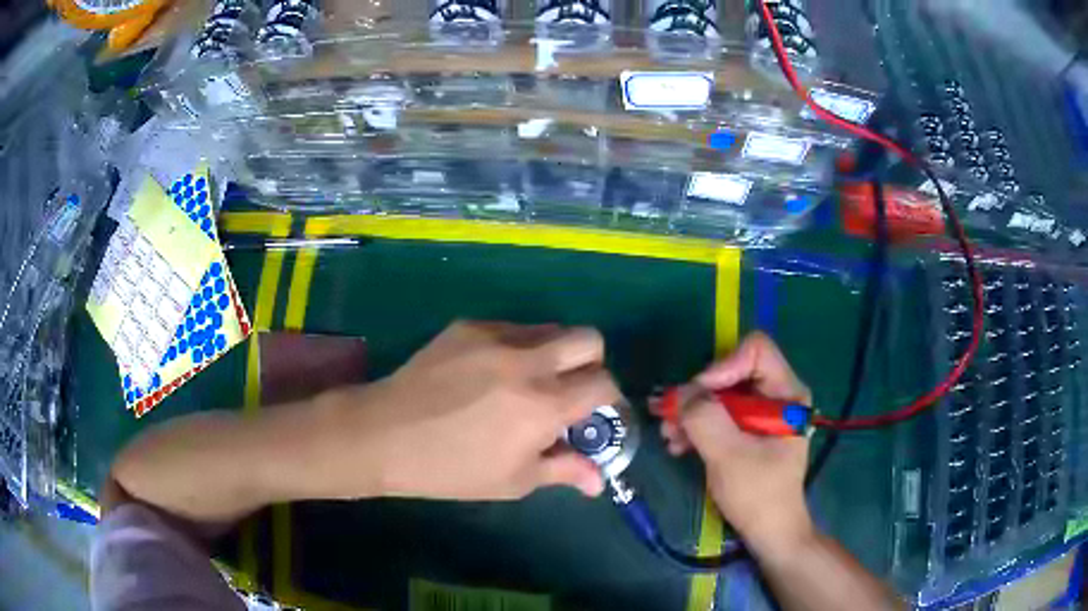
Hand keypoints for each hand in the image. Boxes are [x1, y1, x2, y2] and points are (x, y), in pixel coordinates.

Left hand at [325, 321, 618, 500]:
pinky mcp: (468, 326)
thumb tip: (600, 480)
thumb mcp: (513, 481)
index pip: (603, 384)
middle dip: (592, 363)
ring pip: (550, 328)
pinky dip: (517, 348)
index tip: (596, 414)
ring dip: (554, 353)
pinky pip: (511, 328)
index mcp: (543, 405)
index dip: (609, 399)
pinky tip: (488, 373)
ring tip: (527, 382)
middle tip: (570, 390)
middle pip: (589, 338)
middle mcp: (527, 361)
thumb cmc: (451, 469)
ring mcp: (495, 337)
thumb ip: (565, 471)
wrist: (384, 435)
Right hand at [657, 332, 814, 552]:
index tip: (697, 396)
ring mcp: (763, 414)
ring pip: (721, 395)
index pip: (756, 351)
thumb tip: (679, 393)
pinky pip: (720, 415)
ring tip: (668, 434)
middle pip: (733, 372)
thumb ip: (705, 418)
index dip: (723, 367)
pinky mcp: (749, 431)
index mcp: (787, 394)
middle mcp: (778, 395)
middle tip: (669, 415)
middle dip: (699, 394)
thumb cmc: (758, 495)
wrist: (768, 533)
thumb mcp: (729, 455)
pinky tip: (678, 445)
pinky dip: (698, 426)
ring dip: (692, 412)